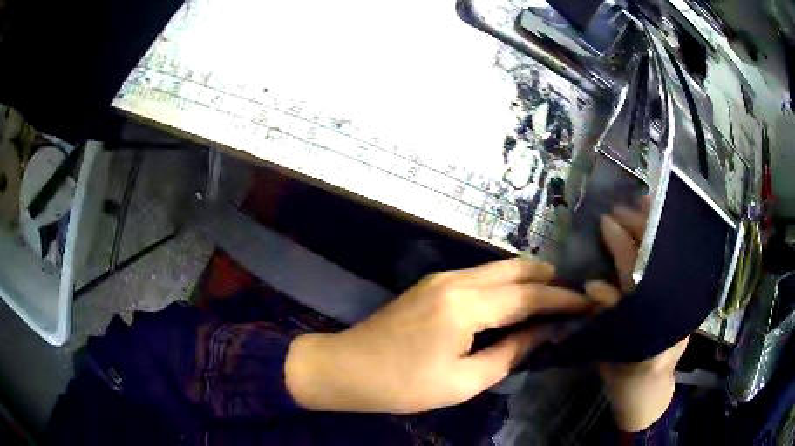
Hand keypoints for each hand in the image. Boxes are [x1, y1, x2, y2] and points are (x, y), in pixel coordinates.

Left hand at [285, 258, 591, 413]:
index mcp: (465, 306)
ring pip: (497, 268)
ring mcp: (441, 277)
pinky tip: (514, 298)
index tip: (587, 302)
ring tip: (551, 296)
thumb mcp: (463, 381)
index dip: (562, 298)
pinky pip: (480, 275)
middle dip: (548, 279)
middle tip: (572, 295)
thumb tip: (543, 334)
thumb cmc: (404, 385)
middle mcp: (456, 280)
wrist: (347, 368)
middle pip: (515, 269)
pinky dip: (505, 282)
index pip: (528, 295)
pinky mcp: (432, 284)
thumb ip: (509, 354)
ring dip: (527, 278)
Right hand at [588, 198, 687, 431]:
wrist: (650, 388)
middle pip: (656, 256)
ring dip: (656, 227)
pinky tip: (656, 223)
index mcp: (651, 315)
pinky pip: (672, 262)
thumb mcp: (612, 354)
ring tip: (643, 202)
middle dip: (640, 227)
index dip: (621, 244)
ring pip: (667, 254)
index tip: (606, 221)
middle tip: (622, 207)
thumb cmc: (628, 374)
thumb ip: (605, 322)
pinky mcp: (678, 297)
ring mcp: (676, 298)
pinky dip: (664, 240)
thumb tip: (593, 286)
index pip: (637, 271)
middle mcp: (669, 300)